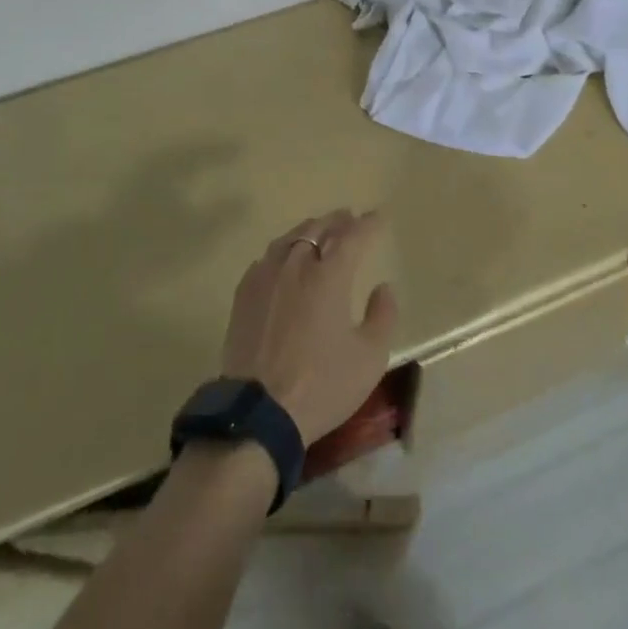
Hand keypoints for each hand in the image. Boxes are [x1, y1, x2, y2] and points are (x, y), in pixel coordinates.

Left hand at [221, 209, 397, 443]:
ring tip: (318, 230)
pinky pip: (267, 258)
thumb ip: (383, 316)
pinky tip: (284, 258)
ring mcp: (266, 277)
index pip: (353, 237)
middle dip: (337, 220)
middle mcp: (296, 266)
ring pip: (289, 239)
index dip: (368, 224)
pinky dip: (283, 250)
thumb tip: (383, 287)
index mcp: (329, 276)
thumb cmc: (322, 385)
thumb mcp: (369, 358)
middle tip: (349, 217)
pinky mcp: (244, 294)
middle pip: (318, 229)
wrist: (259, 412)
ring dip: (308, 230)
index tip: (378, 216)